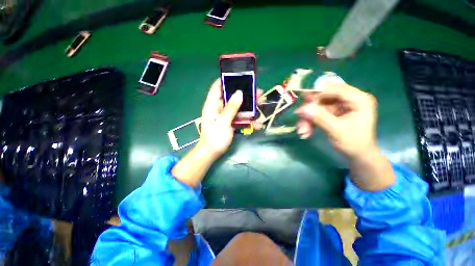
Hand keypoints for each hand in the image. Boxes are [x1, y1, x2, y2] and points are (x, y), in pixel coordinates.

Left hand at [171, 80, 261, 186]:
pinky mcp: (231, 122)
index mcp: (212, 105)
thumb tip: (239, 93)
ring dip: (250, 106)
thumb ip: (231, 108)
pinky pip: (240, 117)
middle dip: (245, 94)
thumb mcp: (223, 122)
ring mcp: (226, 115)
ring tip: (261, 103)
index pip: (217, 87)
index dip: (226, 80)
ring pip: (238, 107)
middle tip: (258, 92)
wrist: (212, 153)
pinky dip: (248, 119)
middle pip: (232, 97)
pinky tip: (257, 124)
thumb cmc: (214, 138)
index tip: (239, 76)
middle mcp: (219, 108)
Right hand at [295, 82, 377, 159]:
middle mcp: (349, 100)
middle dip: (311, 108)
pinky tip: (306, 132)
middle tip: (299, 115)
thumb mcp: (336, 130)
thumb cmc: (353, 143)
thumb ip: (320, 118)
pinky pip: (317, 114)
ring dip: (308, 118)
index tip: (304, 99)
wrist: (357, 155)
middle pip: (325, 97)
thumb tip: (303, 109)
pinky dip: (310, 122)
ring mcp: (340, 107)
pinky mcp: (333, 113)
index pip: (337, 89)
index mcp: (359, 100)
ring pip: (318, 107)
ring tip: (302, 130)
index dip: (319, 93)